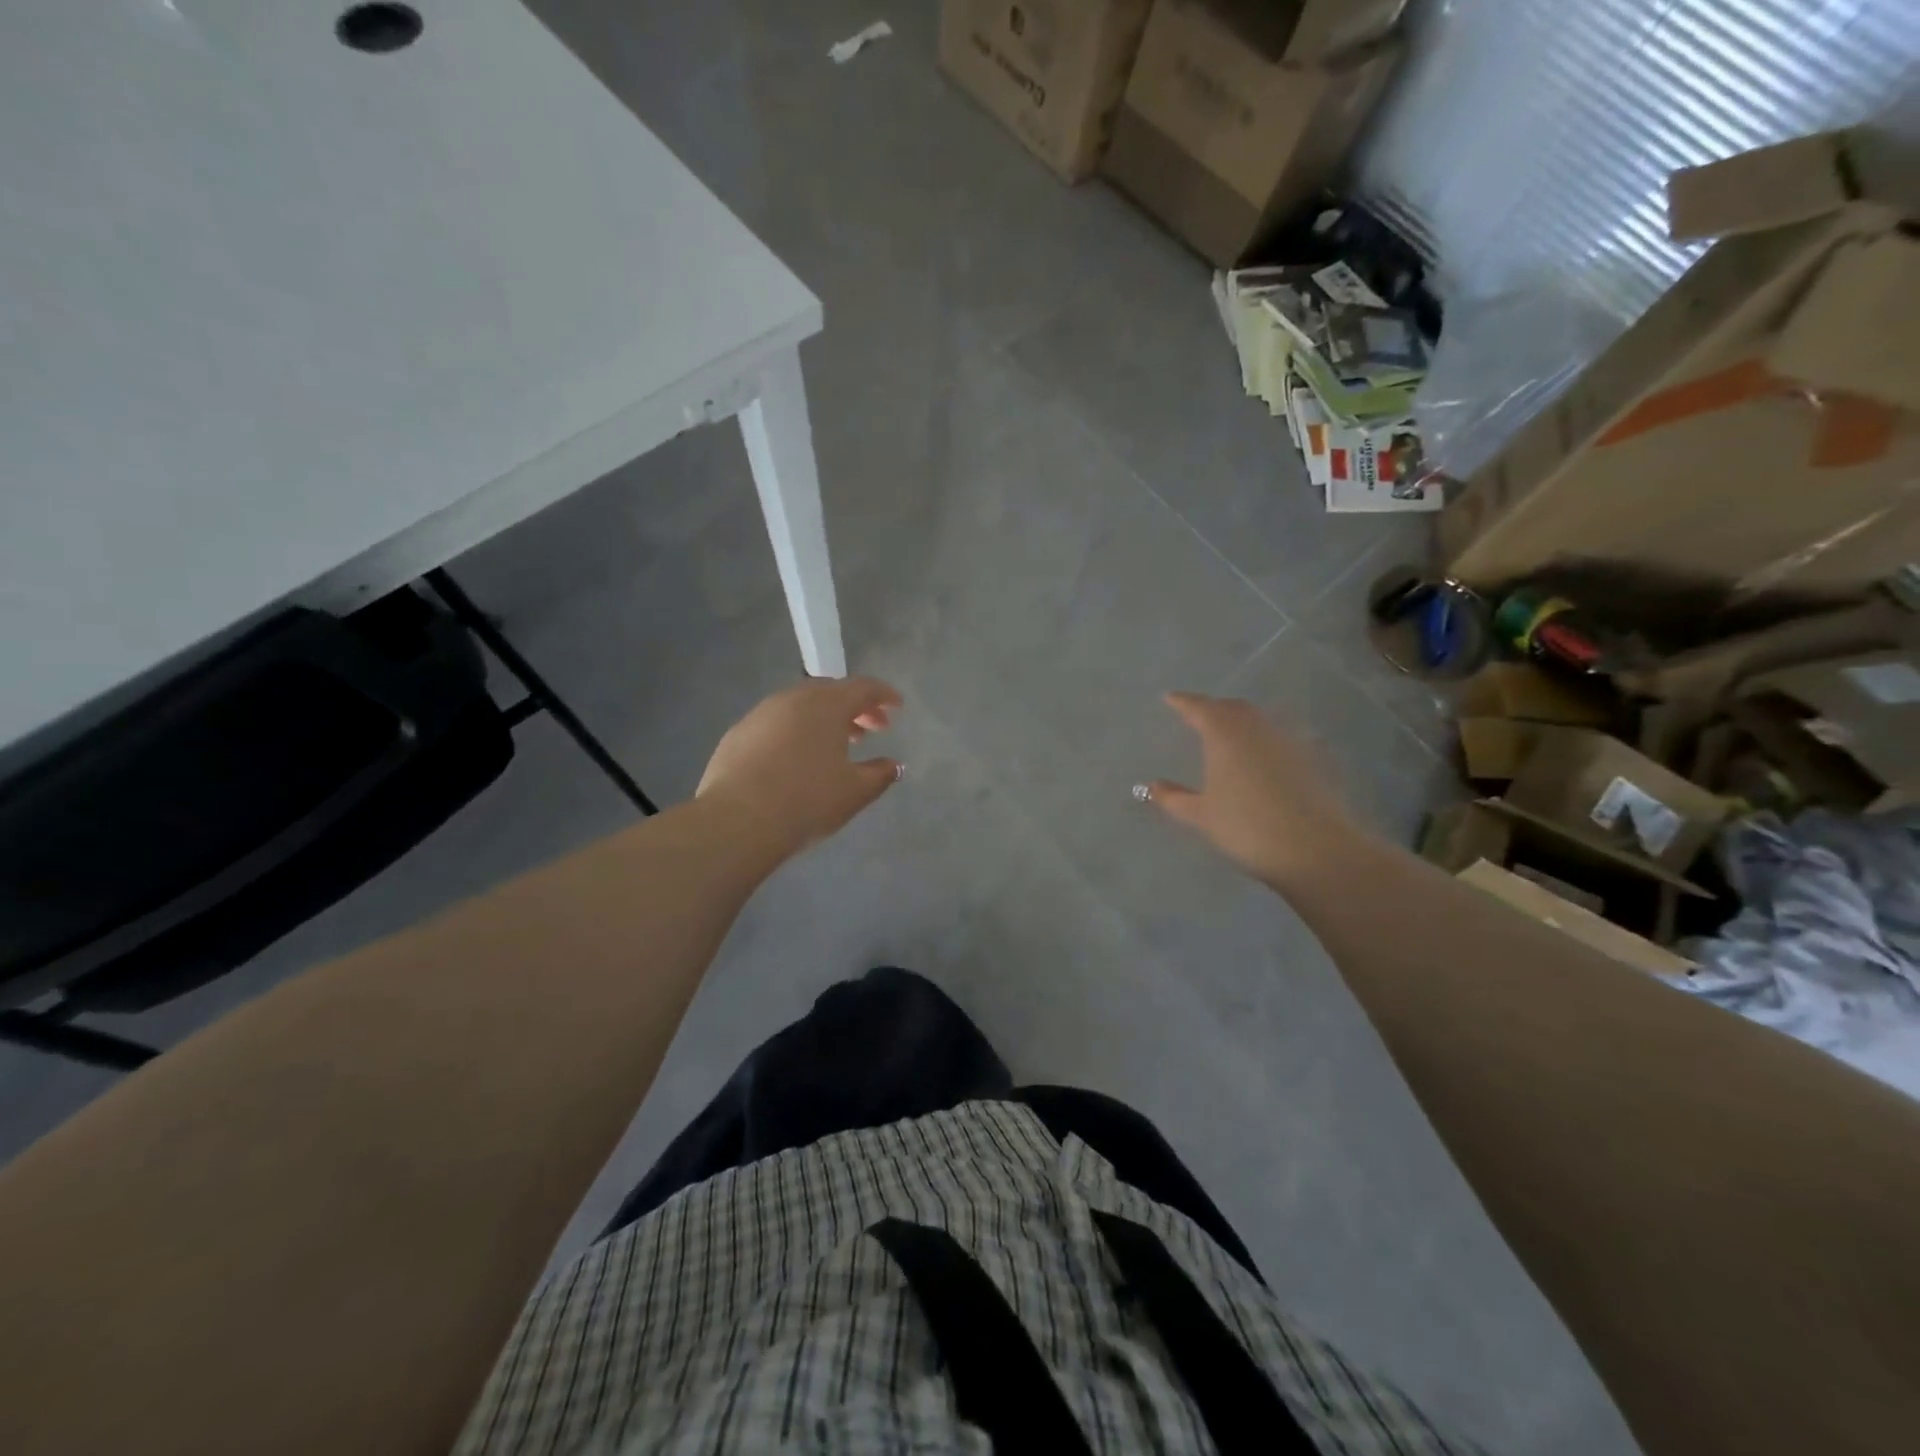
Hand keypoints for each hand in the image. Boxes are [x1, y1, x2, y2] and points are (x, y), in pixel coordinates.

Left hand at [697, 677, 902, 855]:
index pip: (864, 688)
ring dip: (823, 720)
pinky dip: (796, 732)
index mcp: (827, 704)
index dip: (884, 695)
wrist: (738, 820)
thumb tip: (893, 765)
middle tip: (870, 729)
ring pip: (801, 706)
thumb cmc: (807, 800)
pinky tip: (797, 759)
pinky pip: (777, 724)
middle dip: (854, 708)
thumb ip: (880, 774)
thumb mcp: (855, 791)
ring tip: (835, 746)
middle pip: (831, 692)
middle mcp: (793, 698)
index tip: (897, 707)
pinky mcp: (738, 734)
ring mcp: (761, 714)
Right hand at [1147, 692, 1371, 887]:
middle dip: (1213, 708)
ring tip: (1226, 735)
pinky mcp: (1310, 759)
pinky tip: (1259, 758)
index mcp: (1224, 735)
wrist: (1316, 849)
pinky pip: (1278, 738)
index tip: (1170, 698)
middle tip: (1197, 716)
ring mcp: (1287, 741)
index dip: (1183, 702)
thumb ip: (1174, 798)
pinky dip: (1262, 740)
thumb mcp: (1202, 816)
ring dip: (1239, 721)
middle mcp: (1256, 729)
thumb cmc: (1247, 828)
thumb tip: (1152, 785)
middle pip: (1232, 708)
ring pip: (1258, 720)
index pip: (1200, 708)